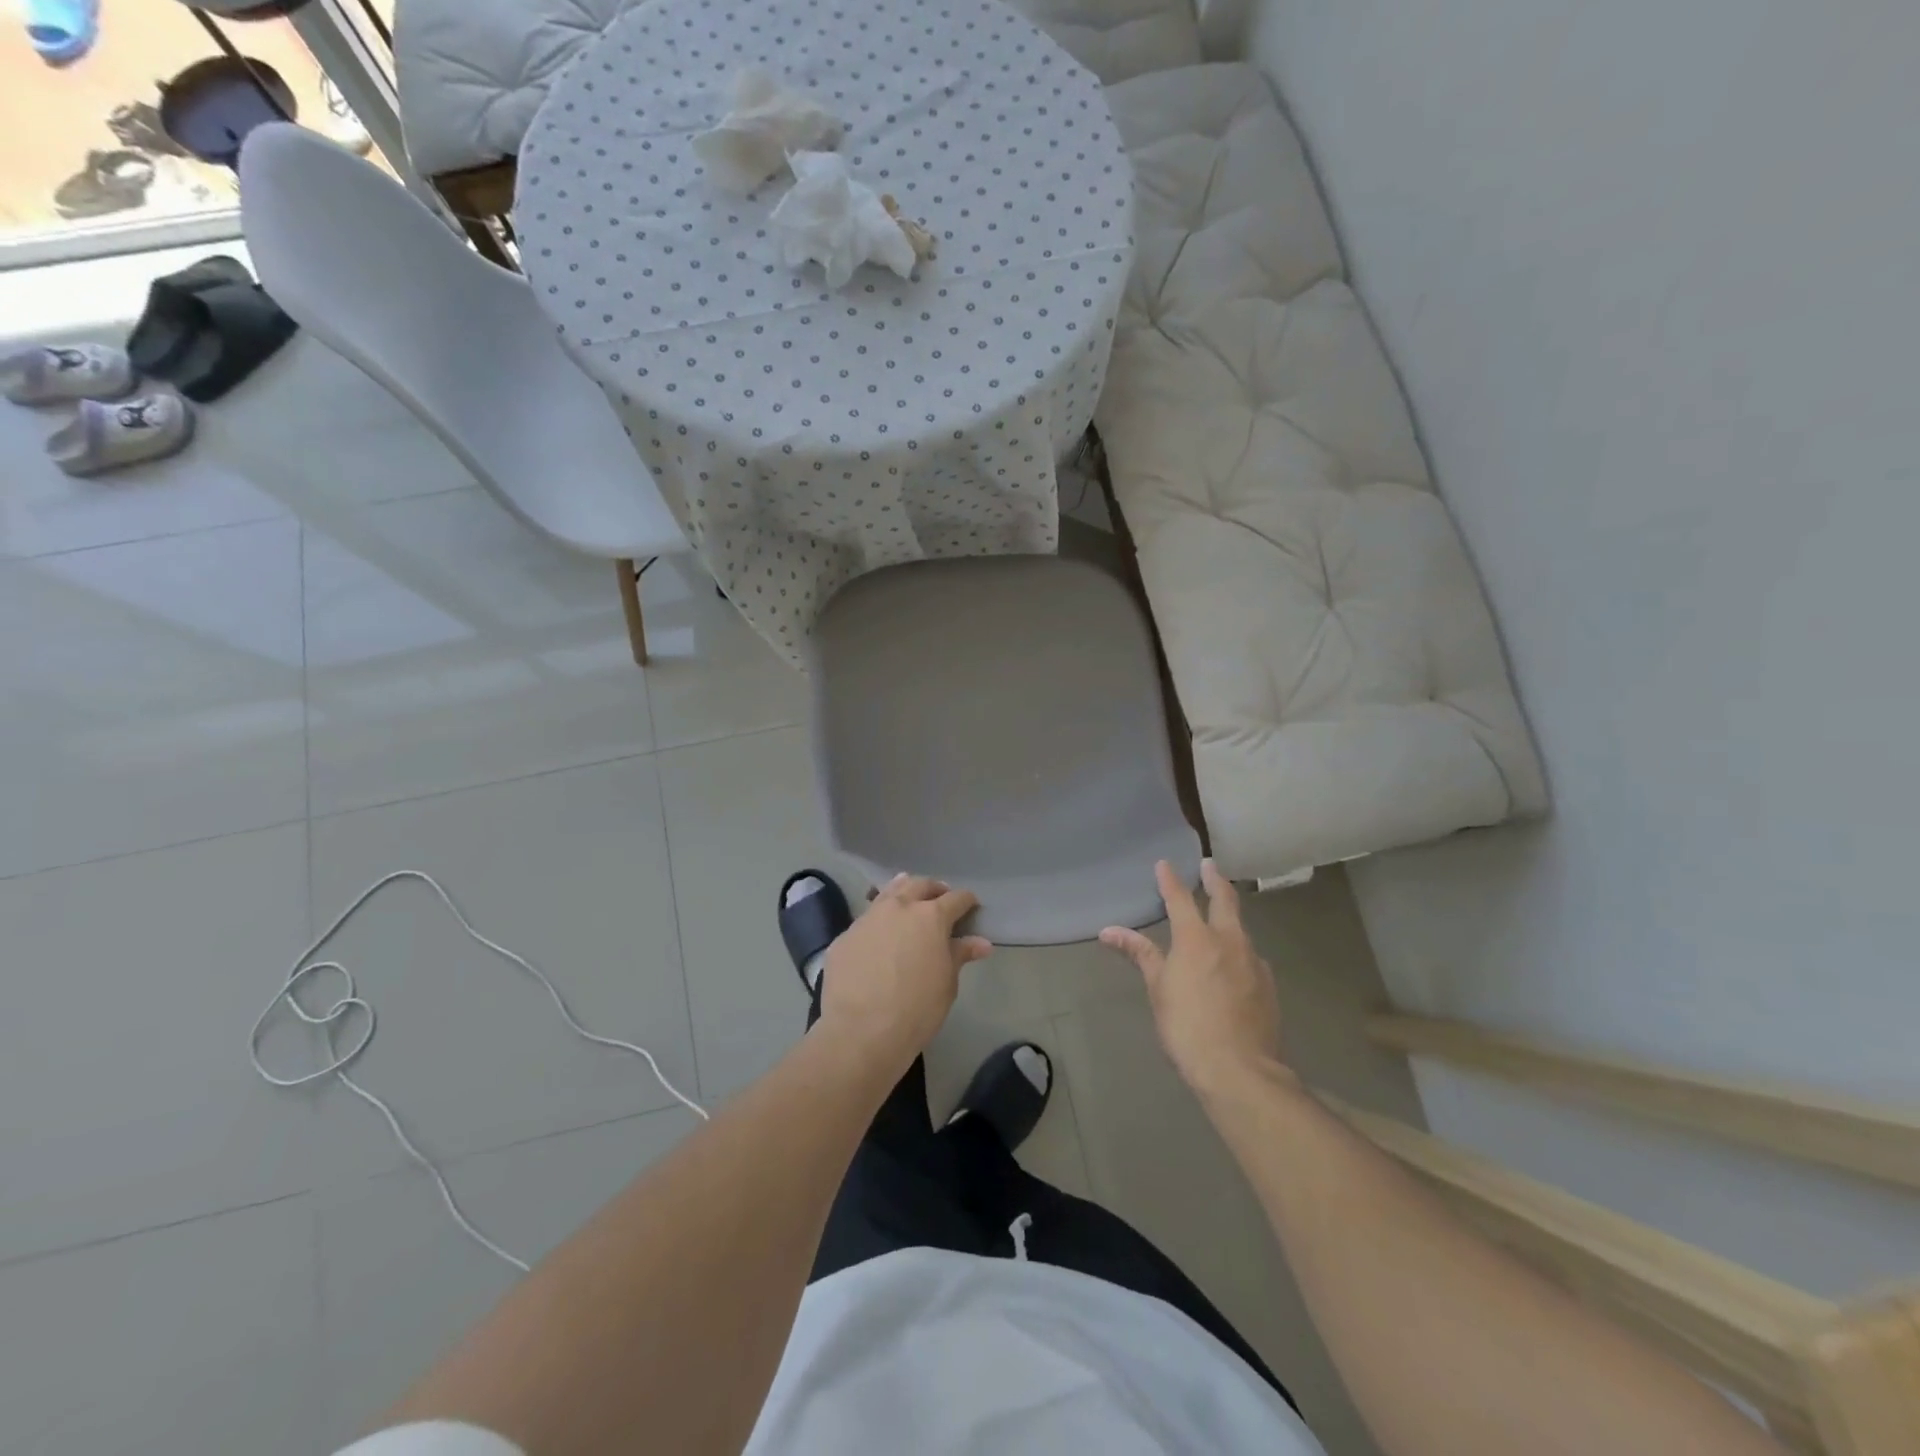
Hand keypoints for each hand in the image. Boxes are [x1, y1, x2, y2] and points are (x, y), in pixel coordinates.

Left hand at [820, 874, 990, 1070]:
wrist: (861, 1031)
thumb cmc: (916, 1009)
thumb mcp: (947, 983)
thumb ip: (960, 955)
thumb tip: (982, 943)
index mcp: (931, 917)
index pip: (956, 899)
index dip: (966, 901)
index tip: (971, 906)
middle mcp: (899, 907)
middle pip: (920, 885)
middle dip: (934, 889)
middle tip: (940, 898)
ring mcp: (868, 918)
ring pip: (889, 893)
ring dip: (903, 891)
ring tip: (909, 899)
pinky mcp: (845, 935)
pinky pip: (866, 920)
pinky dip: (879, 920)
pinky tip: (879, 935)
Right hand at [1101, 860, 1285, 1095]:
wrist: (1240, 1070)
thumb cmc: (1187, 1026)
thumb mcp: (1157, 989)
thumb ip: (1139, 954)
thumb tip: (1108, 931)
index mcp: (1197, 938)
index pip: (1180, 898)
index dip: (1170, 880)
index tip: (1165, 864)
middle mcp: (1229, 941)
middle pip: (1225, 900)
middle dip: (1215, 880)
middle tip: (1209, 866)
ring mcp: (1254, 962)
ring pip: (1241, 929)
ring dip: (1230, 917)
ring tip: (1221, 916)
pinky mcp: (1269, 985)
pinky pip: (1251, 957)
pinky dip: (1239, 950)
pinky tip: (1234, 964)